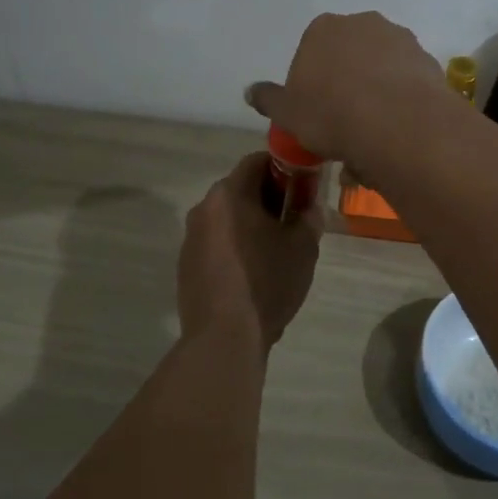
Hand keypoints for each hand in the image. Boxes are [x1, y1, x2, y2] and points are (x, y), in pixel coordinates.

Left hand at [177, 153, 321, 353]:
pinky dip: (235, 246)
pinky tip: (253, 273)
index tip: (303, 186)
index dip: (285, 168)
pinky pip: (216, 243)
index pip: (258, 160)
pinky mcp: (186, 265)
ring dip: (251, 224)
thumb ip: (310, 217)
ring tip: (276, 249)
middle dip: (269, 198)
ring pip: (227, 217)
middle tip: (295, 219)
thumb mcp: (304, 247)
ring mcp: (191, 238)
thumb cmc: (267, 281)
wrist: (224, 337)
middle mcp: (203, 208)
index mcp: (229, 194)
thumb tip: (310, 207)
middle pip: (241, 189)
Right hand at [244, 11, 441, 162]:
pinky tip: (397, 130)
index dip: (312, 83)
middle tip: (343, 122)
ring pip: (381, 68)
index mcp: (323, 29)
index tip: (315, 111)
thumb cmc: (330, 114)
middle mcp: (363, 23)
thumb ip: (269, 100)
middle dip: (346, 82)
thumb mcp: (288, 113)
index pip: (311, 51)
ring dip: (376, 92)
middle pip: (349, 55)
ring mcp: (400, 39)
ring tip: (373, 134)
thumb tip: (250, 91)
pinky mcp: (427, 61)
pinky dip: (401, 100)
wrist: (396, 124)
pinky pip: (407, 82)